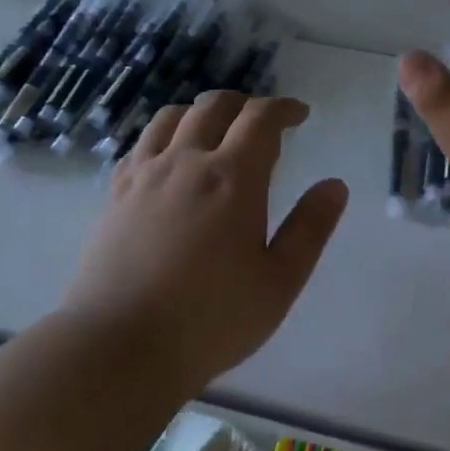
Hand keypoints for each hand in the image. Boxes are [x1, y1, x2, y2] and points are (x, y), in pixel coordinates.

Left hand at [61, 91, 348, 393]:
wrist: (120, 346)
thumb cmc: (211, 319)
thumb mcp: (279, 282)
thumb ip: (310, 229)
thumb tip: (334, 186)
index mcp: (232, 178)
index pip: (261, 119)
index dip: (283, 109)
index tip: (298, 115)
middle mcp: (186, 162)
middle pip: (214, 107)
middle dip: (244, 104)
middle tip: (261, 120)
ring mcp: (144, 176)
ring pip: (171, 118)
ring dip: (200, 112)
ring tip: (214, 130)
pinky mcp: (115, 195)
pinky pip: (140, 145)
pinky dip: (164, 136)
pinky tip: (168, 159)